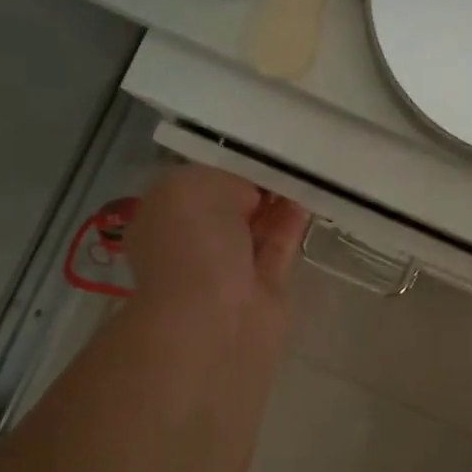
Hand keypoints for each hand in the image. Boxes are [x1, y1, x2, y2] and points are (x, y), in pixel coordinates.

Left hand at [127, 167, 308, 353]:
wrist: (213, 322)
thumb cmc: (194, 245)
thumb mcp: (199, 185)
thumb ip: (228, 176)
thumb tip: (252, 192)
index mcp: (165, 215)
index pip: (198, 182)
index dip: (227, 164)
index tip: (257, 149)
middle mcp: (193, 241)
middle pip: (229, 204)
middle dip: (255, 183)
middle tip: (286, 158)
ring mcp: (228, 267)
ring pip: (256, 226)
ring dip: (277, 202)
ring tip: (303, 174)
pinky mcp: (262, 288)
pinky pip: (278, 247)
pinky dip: (291, 225)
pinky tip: (307, 202)